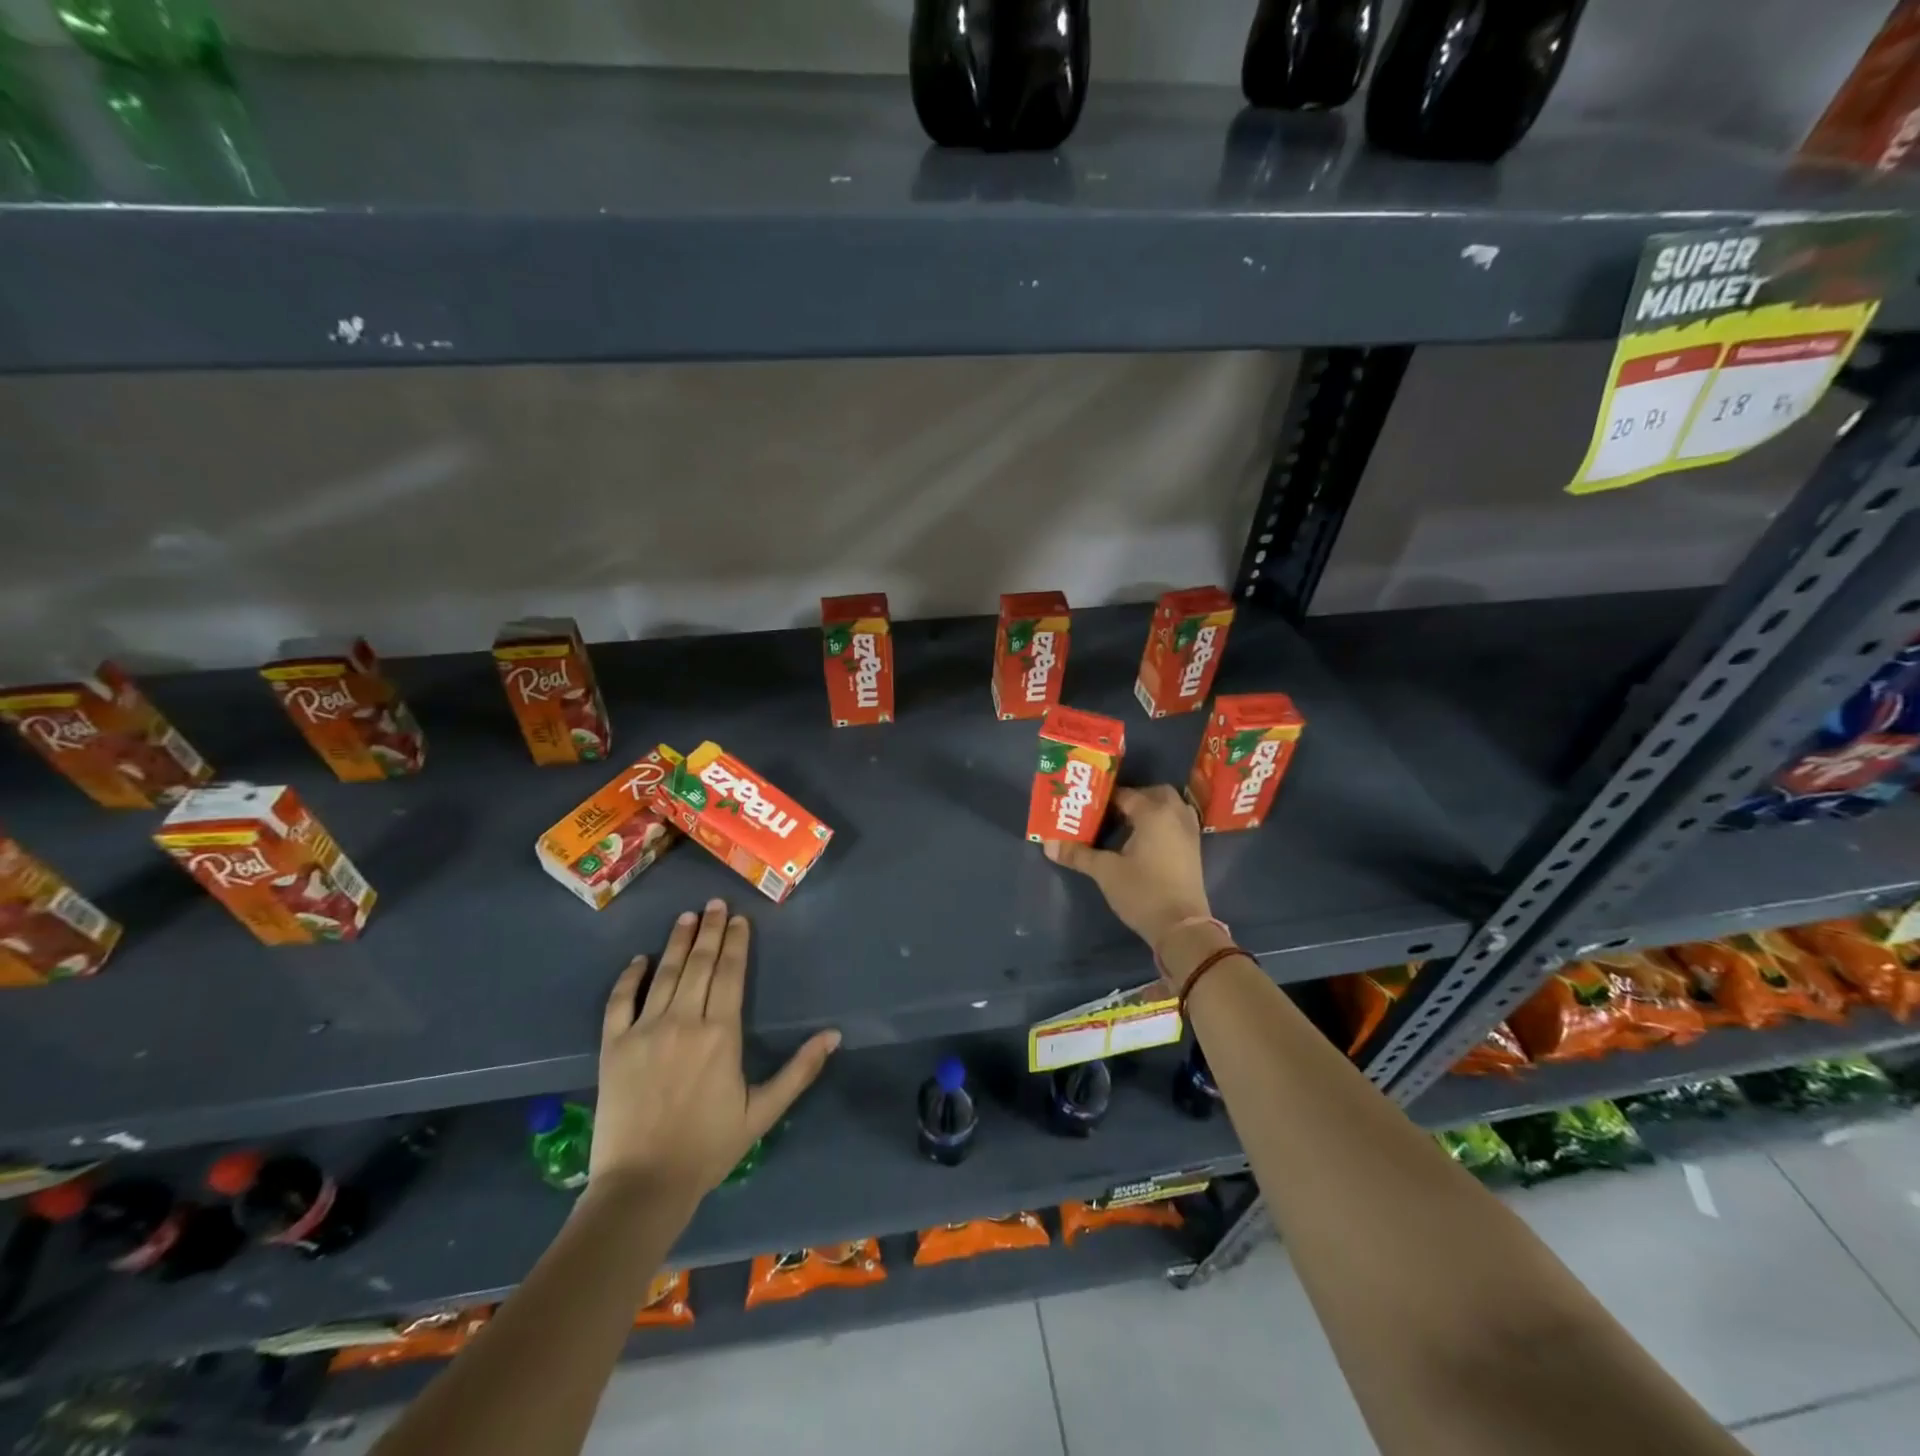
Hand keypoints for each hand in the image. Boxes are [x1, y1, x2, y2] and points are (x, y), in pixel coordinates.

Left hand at [590, 898, 840, 1201]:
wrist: (642, 1185)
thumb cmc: (708, 1147)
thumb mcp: (763, 1112)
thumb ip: (799, 1070)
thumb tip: (834, 1035)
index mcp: (721, 1033)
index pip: (732, 974)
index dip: (737, 943)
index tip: (740, 919)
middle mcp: (684, 1020)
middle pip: (701, 964)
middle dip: (711, 930)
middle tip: (716, 903)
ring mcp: (645, 1030)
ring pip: (666, 973)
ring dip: (678, 942)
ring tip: (688, 916)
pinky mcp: (614, 1046)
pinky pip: (620, 1001)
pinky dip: (630, 977)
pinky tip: (639, 960)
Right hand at [1044, 785, 1211, 955]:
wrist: (1181, 927)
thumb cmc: (1142, 892)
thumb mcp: (1105, 872)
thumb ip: (1078, 854)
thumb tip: (1048, 844)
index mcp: (1153, 812)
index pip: (1125, 794)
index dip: (1104, 799)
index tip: (1086, 807)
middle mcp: (1175, 815)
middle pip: (1155, 793)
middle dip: (1134, 798)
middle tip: (1111, 812)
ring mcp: (1189, 832)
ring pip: (1171, 807)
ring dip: (1151, 809)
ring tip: (1128, 824)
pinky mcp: (1194, 849)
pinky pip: (1178, 822)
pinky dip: (1163, 823)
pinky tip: (1146, 840)